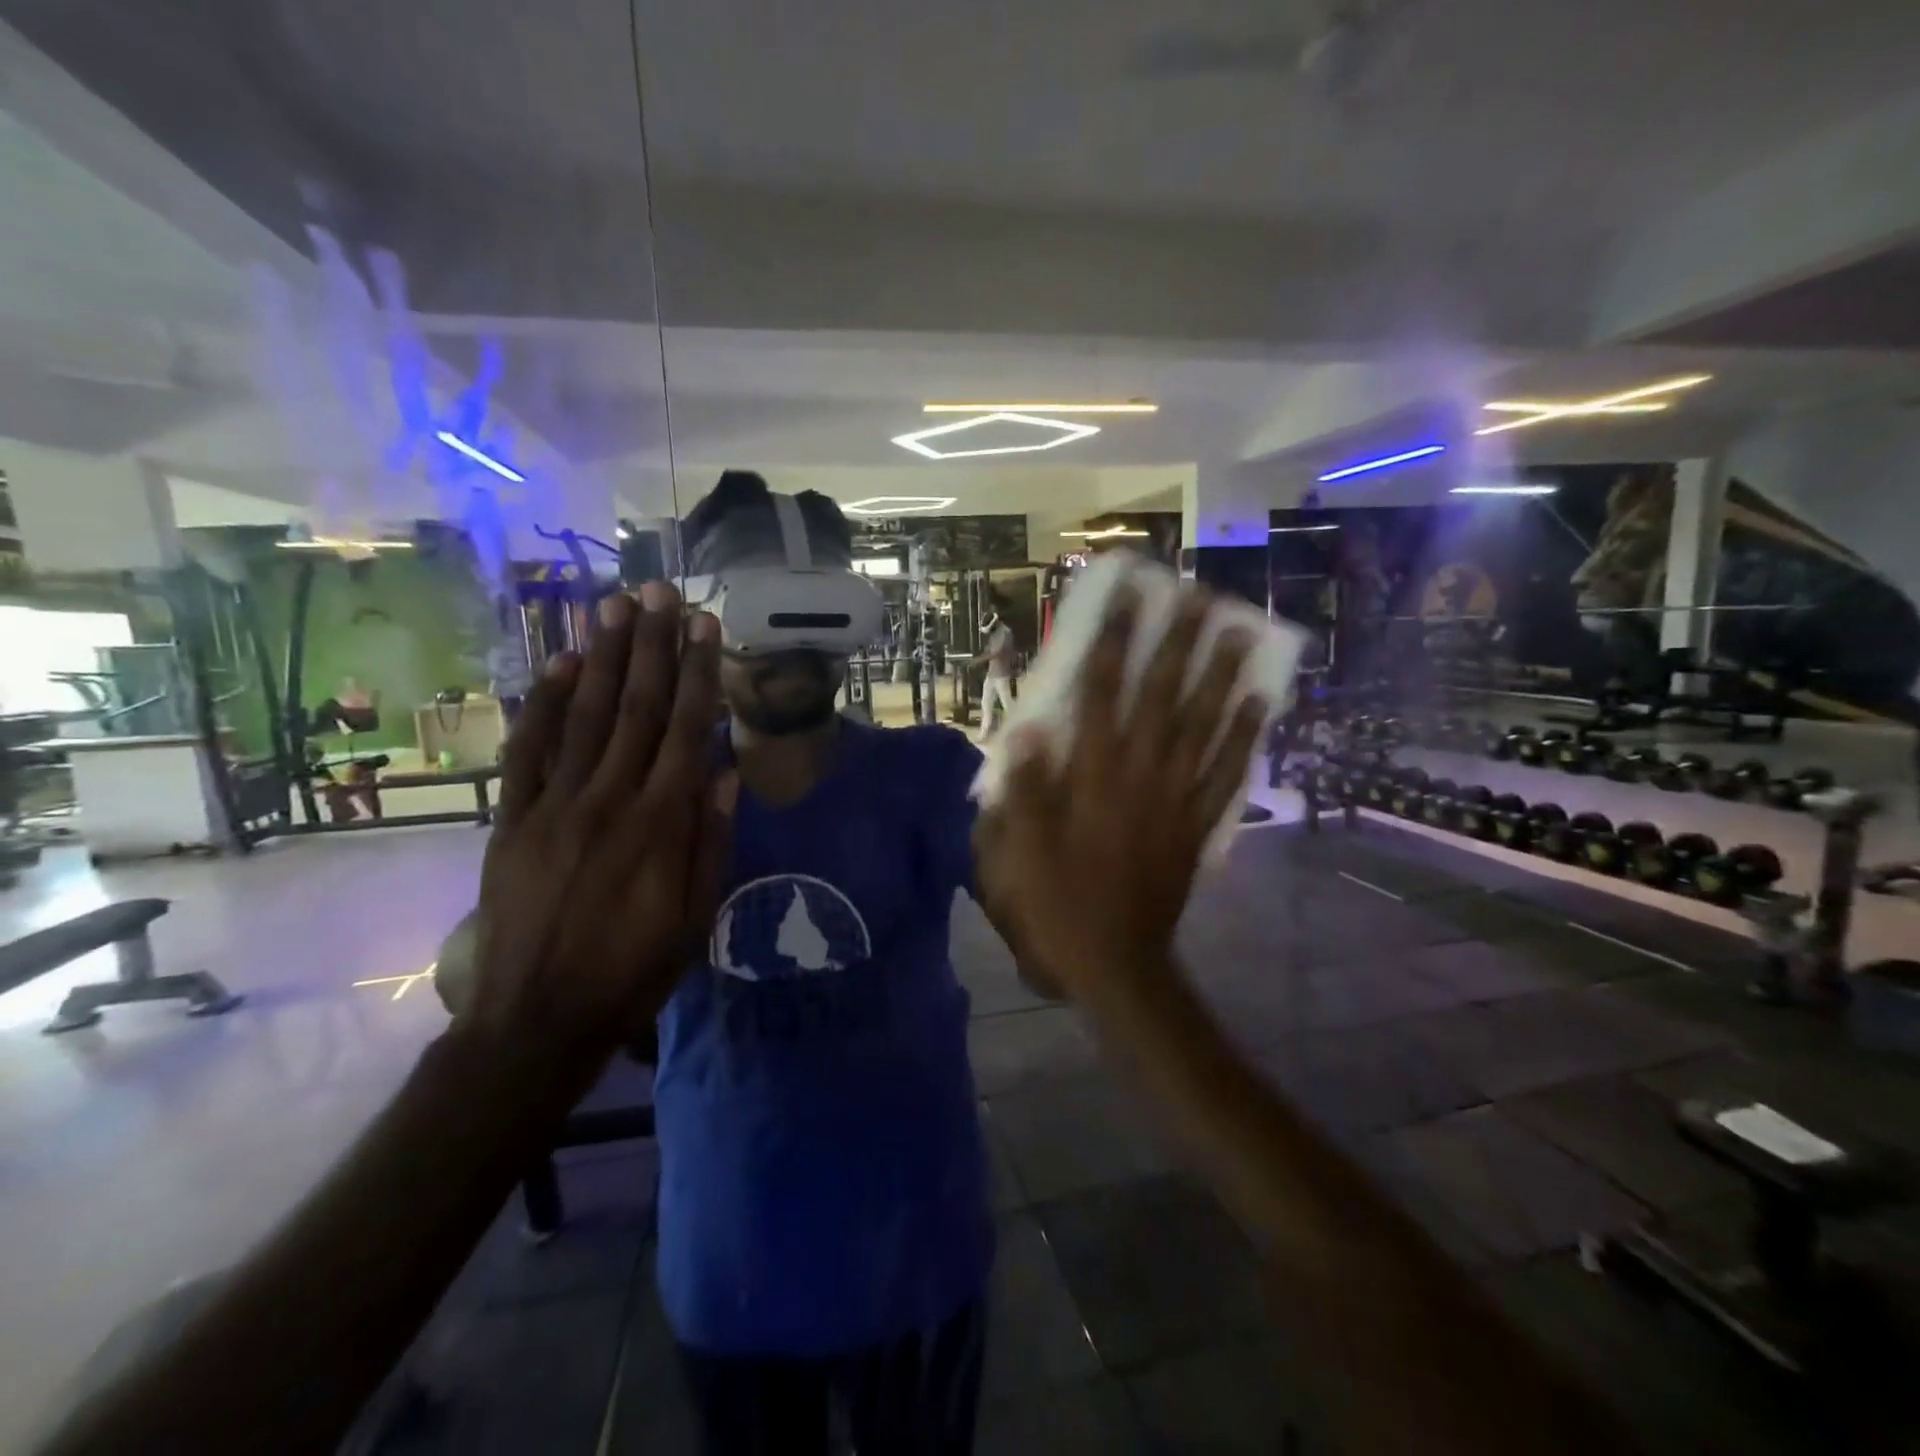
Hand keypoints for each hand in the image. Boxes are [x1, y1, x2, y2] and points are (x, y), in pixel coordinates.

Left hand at [459, 581, 735, 1064]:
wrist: (536, 1019)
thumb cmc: (634, 969)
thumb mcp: (697, 915)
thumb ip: (711, 839)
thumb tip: (727, 772)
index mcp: (661, 823)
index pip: (686, 730)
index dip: (697, 674)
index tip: (704, 627)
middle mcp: (609, 799)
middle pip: (636, 708)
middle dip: (651, 646)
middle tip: (659, 592)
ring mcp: (554, 805)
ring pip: (585, 716)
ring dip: (602, 658)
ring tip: (615, 606)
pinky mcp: (512, 820)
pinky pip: (529, 752)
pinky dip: (544, 705)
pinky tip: (560, 666)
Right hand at [973, 586, 1266, 1000]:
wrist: (1115, 964)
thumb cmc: (1056, 904)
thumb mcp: (1016, 852)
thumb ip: (1023, 789)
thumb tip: (1030, 731)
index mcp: (1092, 776)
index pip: (1101, 693)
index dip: (1113, 640)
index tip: (1126, 597)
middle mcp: (1139, 776)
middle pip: (1162, 697)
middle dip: (1176, 642)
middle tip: (1196, 595)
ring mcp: (1175, 799)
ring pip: (1202, 726)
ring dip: (1219, 675)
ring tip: (1237, 630)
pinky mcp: (1196, 825)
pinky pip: (1226, 774)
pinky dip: (1244, 736)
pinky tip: (1259, 702)